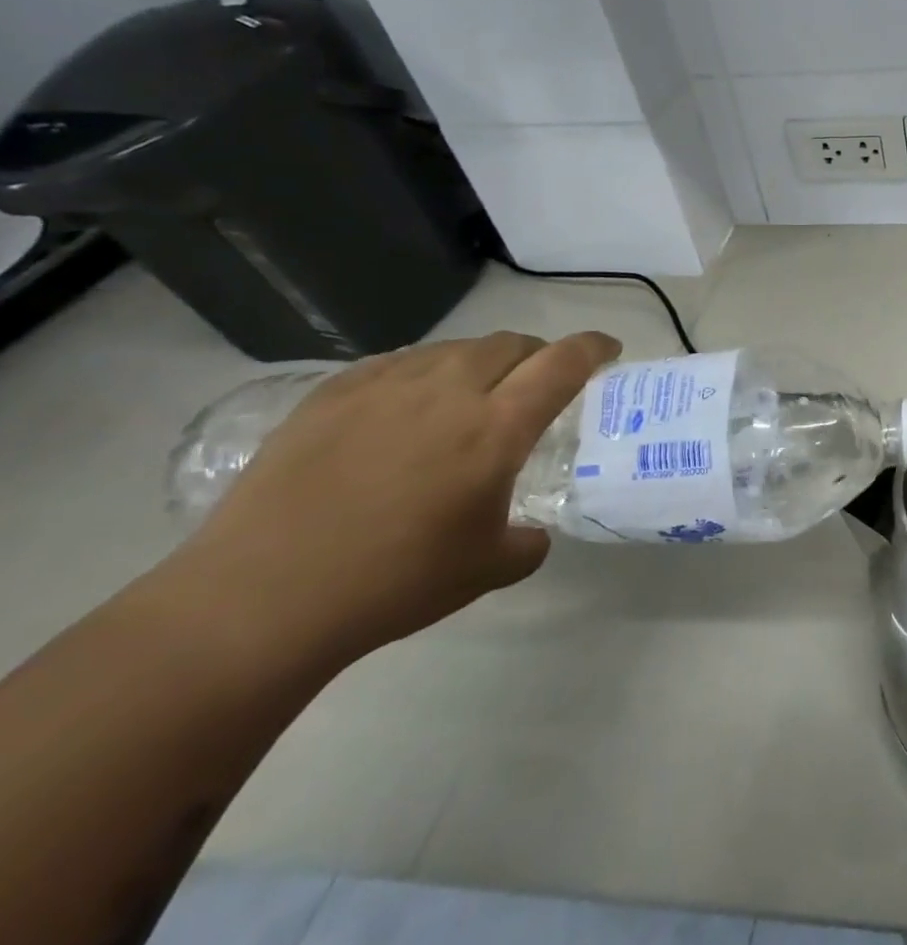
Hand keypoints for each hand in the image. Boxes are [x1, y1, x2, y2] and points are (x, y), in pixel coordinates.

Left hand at [174, 331, 620, 665]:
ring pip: (455, 348)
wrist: (259, 600)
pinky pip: (398, 362)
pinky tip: (410, 406)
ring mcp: (385, 387)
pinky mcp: (332, 395)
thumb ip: (528, 542)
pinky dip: (425, 373)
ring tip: (474, 394)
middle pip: (511, 344)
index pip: (563, 362)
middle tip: (539, 381)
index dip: (593, 347)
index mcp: (497, 428)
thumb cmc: (393, 583)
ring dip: (482, 361)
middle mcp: (448, 392)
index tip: (608, 350)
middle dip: (538, 354)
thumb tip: (532, 533)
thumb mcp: (487, 569)